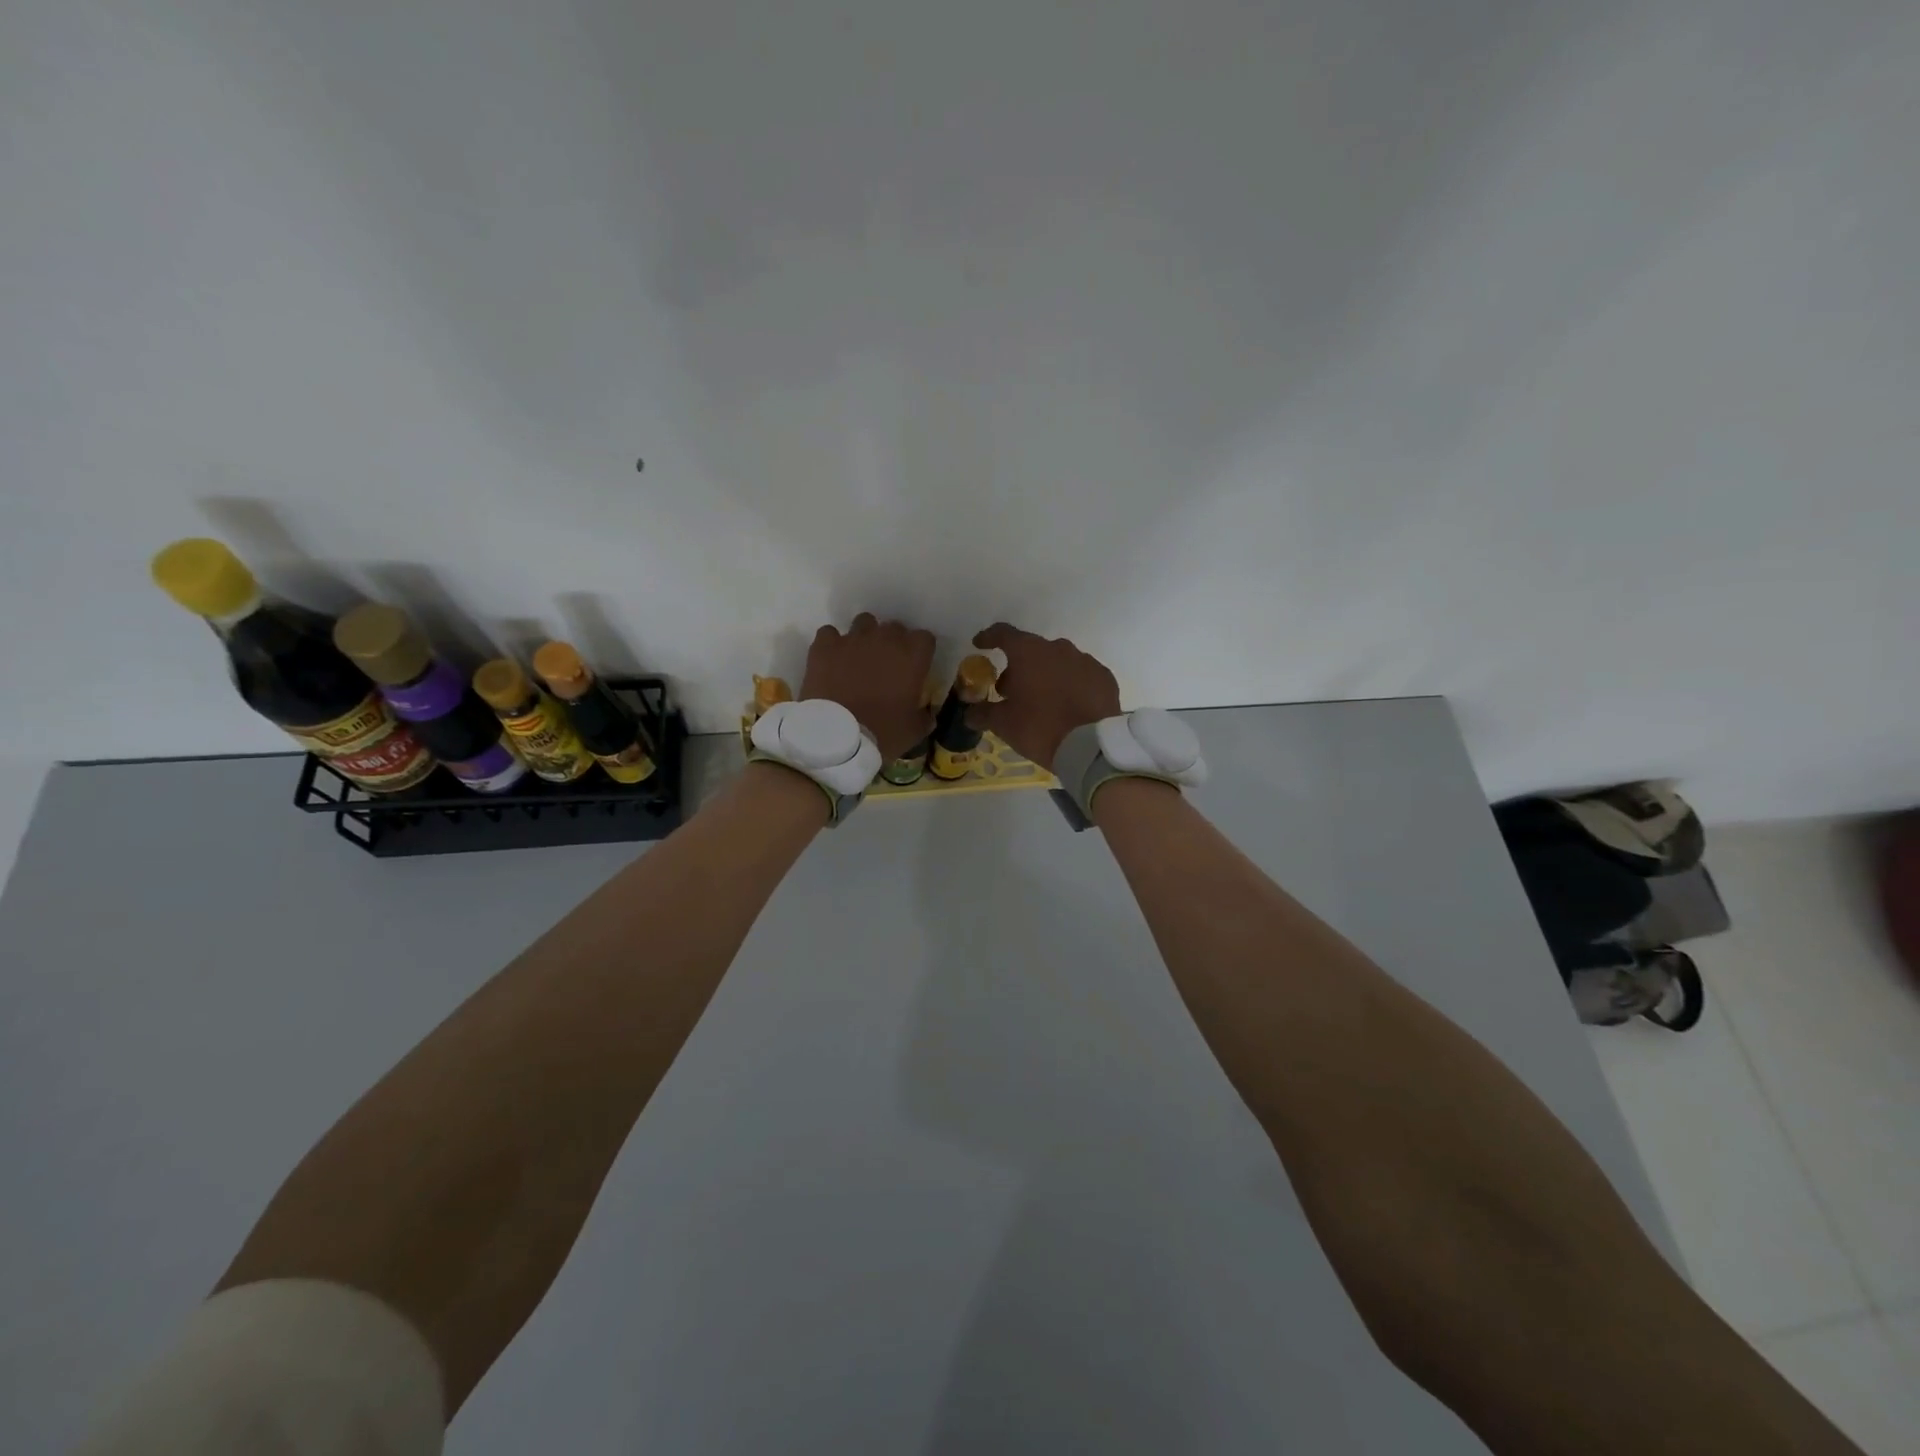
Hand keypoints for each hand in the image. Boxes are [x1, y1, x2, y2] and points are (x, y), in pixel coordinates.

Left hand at [801, 614, 936, 760]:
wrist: (836, 737)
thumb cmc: (883, 733)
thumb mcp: (914, 731)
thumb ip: (924, 716)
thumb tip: (927, 713)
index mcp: (913, 656)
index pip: (925, 638)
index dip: (920, 652)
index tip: (916, 667)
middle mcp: (885, 639)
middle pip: (895, 627)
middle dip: (893, 643)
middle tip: (887, 665)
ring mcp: (853, 639)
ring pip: (864, 622)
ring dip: (865, 637)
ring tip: (859, 657)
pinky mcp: (824, 646)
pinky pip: (829, 633)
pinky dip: (832, 644)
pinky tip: (831, 660)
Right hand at [970, 623, 1120, 770]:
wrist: (1091, 746)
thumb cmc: (1040, 727)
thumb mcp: (1003, 724)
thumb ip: (983, 713)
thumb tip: (969, 714)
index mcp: (1029, 653)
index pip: (1003, 633)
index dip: (989, 637)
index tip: (980, 645)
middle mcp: (1058, 648)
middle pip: (1031, 651)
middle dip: (1018, 668)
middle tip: (1010, 692)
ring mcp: (1084, 661)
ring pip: (1058, 662)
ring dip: (1045, 676)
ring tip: (1040, 701)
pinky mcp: (1104, 677)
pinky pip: (1080, 675)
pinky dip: (1069, 685)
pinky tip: (1067, 705)